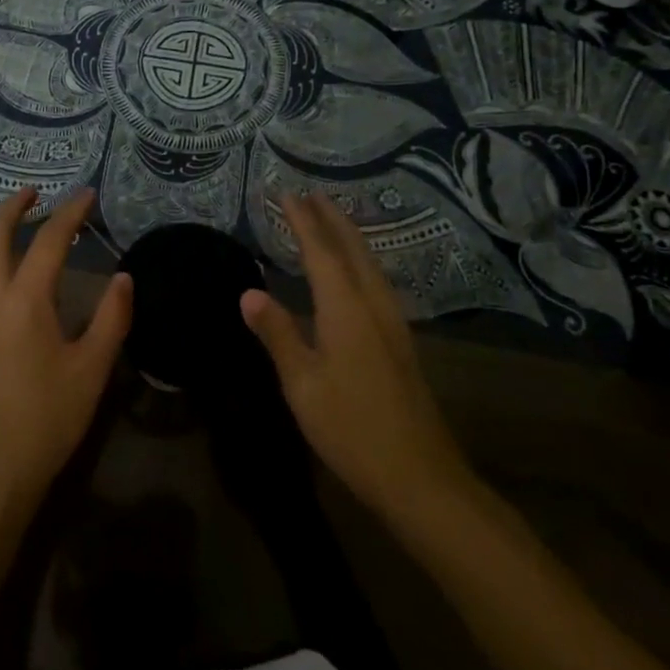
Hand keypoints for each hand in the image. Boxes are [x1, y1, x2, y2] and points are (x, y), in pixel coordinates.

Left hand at [0, 188, 131, 526]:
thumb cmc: (46, 420)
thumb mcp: (92, 370)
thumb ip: (111, 318)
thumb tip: (123, 277)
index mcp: (25, 302)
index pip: (47, 241)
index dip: (69, 213)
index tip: (86, 195)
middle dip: (11, 207)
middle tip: (35, 192)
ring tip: (17, 218)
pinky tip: (1, 265)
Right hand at [241, 193, 473, 528]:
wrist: (420, 477)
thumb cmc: (352, 428)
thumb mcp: (302, 384)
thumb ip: (277, 333)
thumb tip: (249, 292)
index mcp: (346, 307)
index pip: (320, 250)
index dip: (302, 220)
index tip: (286, 192)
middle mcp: (373, 304)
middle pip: (352, 248)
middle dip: (331, 217)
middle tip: (311, 193)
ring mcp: (392, 322)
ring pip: (369, 263)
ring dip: (348, 235)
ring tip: (330, 219)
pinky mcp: (400, 342)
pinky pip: (375, 281)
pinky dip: (359, 259)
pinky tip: (354, 272)